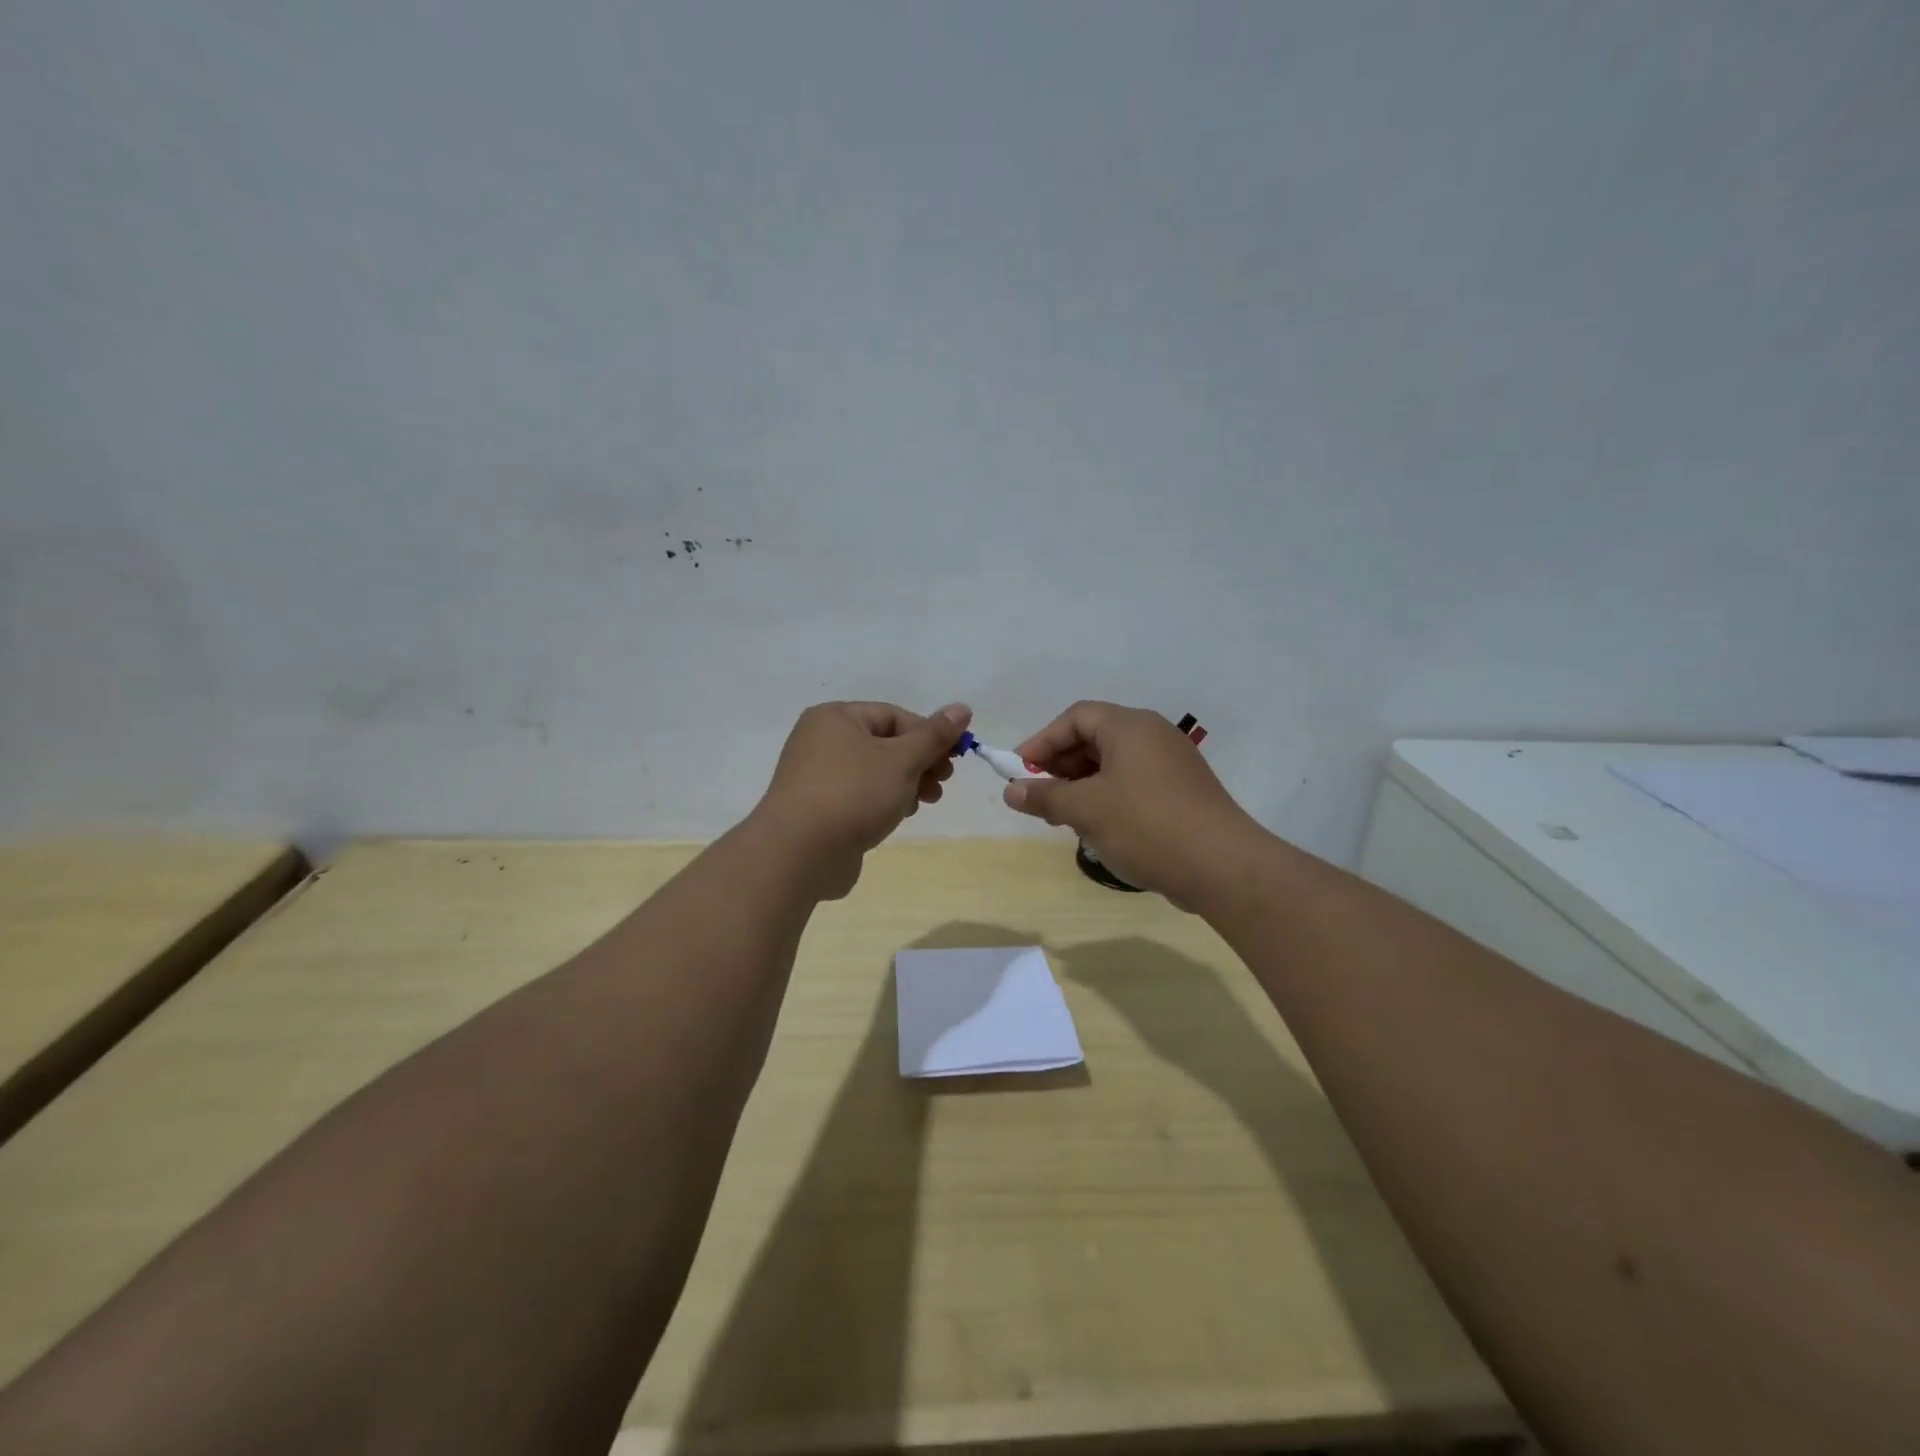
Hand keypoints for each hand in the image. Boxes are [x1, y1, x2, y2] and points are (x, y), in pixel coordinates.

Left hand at [753, 700, 971, 897]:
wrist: (799, 852)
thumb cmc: (854, 794)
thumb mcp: (902, 760)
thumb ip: (934, 736)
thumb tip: (962, 708)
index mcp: (836, 717)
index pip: (894, 715)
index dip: (929, 734)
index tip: (954, 759)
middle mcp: (820, 740)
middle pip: (884, 743)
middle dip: (919, 762)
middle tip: (942, 783)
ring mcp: (815, 776)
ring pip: (873, 772)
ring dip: (905, 784)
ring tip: (924, 802)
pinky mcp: (816, 808)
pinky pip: (858, 795)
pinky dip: (882, 801)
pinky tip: (897, 817)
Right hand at [1000, 701, 1256, 904]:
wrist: (1222, 866)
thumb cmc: (1146, 825)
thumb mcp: (1086, 809)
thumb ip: (1045, 796)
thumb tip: (1012, 791)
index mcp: (1130, 726)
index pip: (1075, 717)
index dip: (1042, 741)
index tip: (1019, 771)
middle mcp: (1153, 736)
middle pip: (1094, 738)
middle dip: (1060, 766)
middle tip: (1039, 797)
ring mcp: (1171, 765)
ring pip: (1113, 764)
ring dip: (1081, 786)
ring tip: (1062, 817)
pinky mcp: (1182, 793)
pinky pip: (1133, 784)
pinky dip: (1107, 798)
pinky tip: (1097, 828)